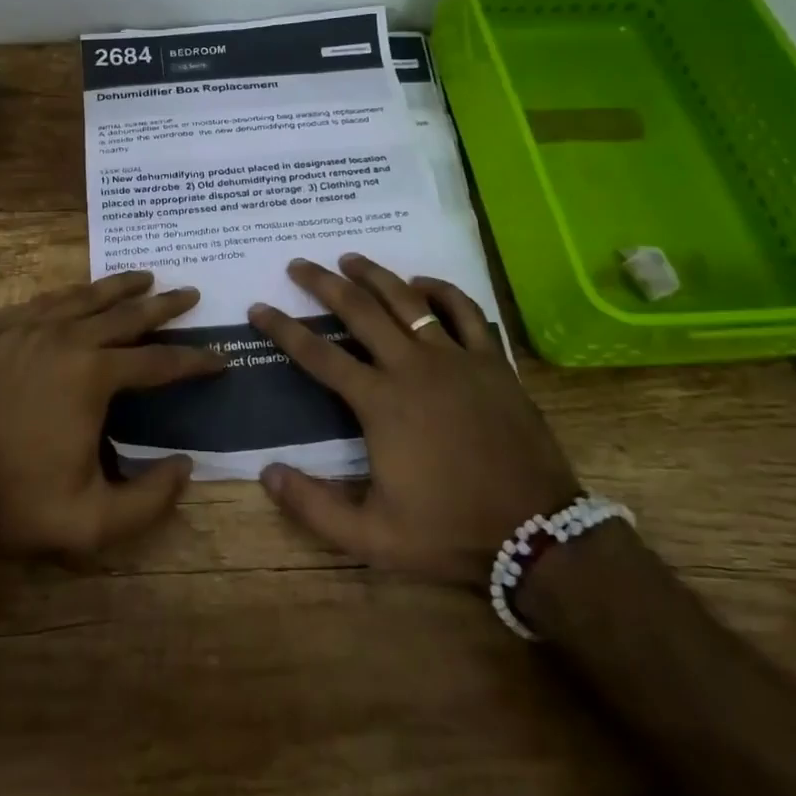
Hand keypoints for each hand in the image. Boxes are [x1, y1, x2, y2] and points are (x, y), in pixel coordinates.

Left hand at [0, 271, 223, 558]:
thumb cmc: (18, 505)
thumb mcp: (94, 522)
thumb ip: (151, 499)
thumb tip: (186, 466)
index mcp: (94, 375)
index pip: (159, 362)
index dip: (194, 362)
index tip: (220, 359)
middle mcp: (67, 339)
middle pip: (127, 314)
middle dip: (164, 305)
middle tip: (191, 294)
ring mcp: (29, 331)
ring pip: (85, 297)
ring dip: (120, 286)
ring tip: (145, 276)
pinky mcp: (0, 335)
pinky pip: (45, 302)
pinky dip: (71, 294)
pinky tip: (78, 294)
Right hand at [247, 254, 578, 586]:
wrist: (536, 535)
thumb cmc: (449, 532)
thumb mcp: (371, 537)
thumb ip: (313, 507)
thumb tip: (266, 472)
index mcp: (379, 402)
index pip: (318, 354)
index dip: (283, 328)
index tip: (259, 307)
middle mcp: (411, 367)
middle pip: (359, 310)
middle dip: (323, 283)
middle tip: (299, 264)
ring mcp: (455, 358)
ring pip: (407, 300)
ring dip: (374, 275)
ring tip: (350, 257)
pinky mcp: (491, 361)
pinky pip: (464, 311)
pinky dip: (440, 290)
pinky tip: (421, 283)